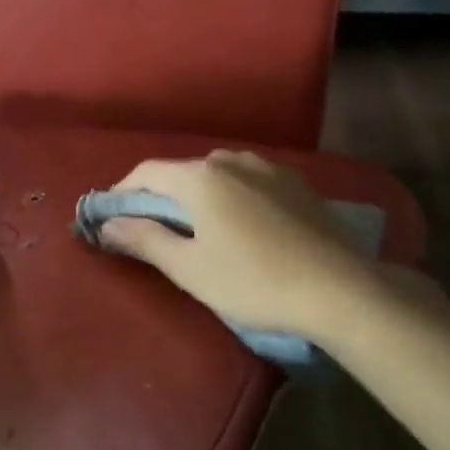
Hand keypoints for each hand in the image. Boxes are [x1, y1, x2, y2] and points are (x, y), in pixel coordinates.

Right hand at [98, 150, 378, 339]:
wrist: (341, 289)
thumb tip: (108, 225)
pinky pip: (248, 182)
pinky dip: (230, 197)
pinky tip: (239, 225)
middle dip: (160, 196)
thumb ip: (145, 240)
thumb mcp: (189, 268)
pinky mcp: (296, 184)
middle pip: (182, 172)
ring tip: (196, 227)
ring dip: (197, 195)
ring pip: (217, 174)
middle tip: (151, 228)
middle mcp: (232, 160)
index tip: (110, 218)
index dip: (122, 192)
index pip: (147, 173)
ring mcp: (269, 168)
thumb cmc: (253, 281)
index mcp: (201, 177)